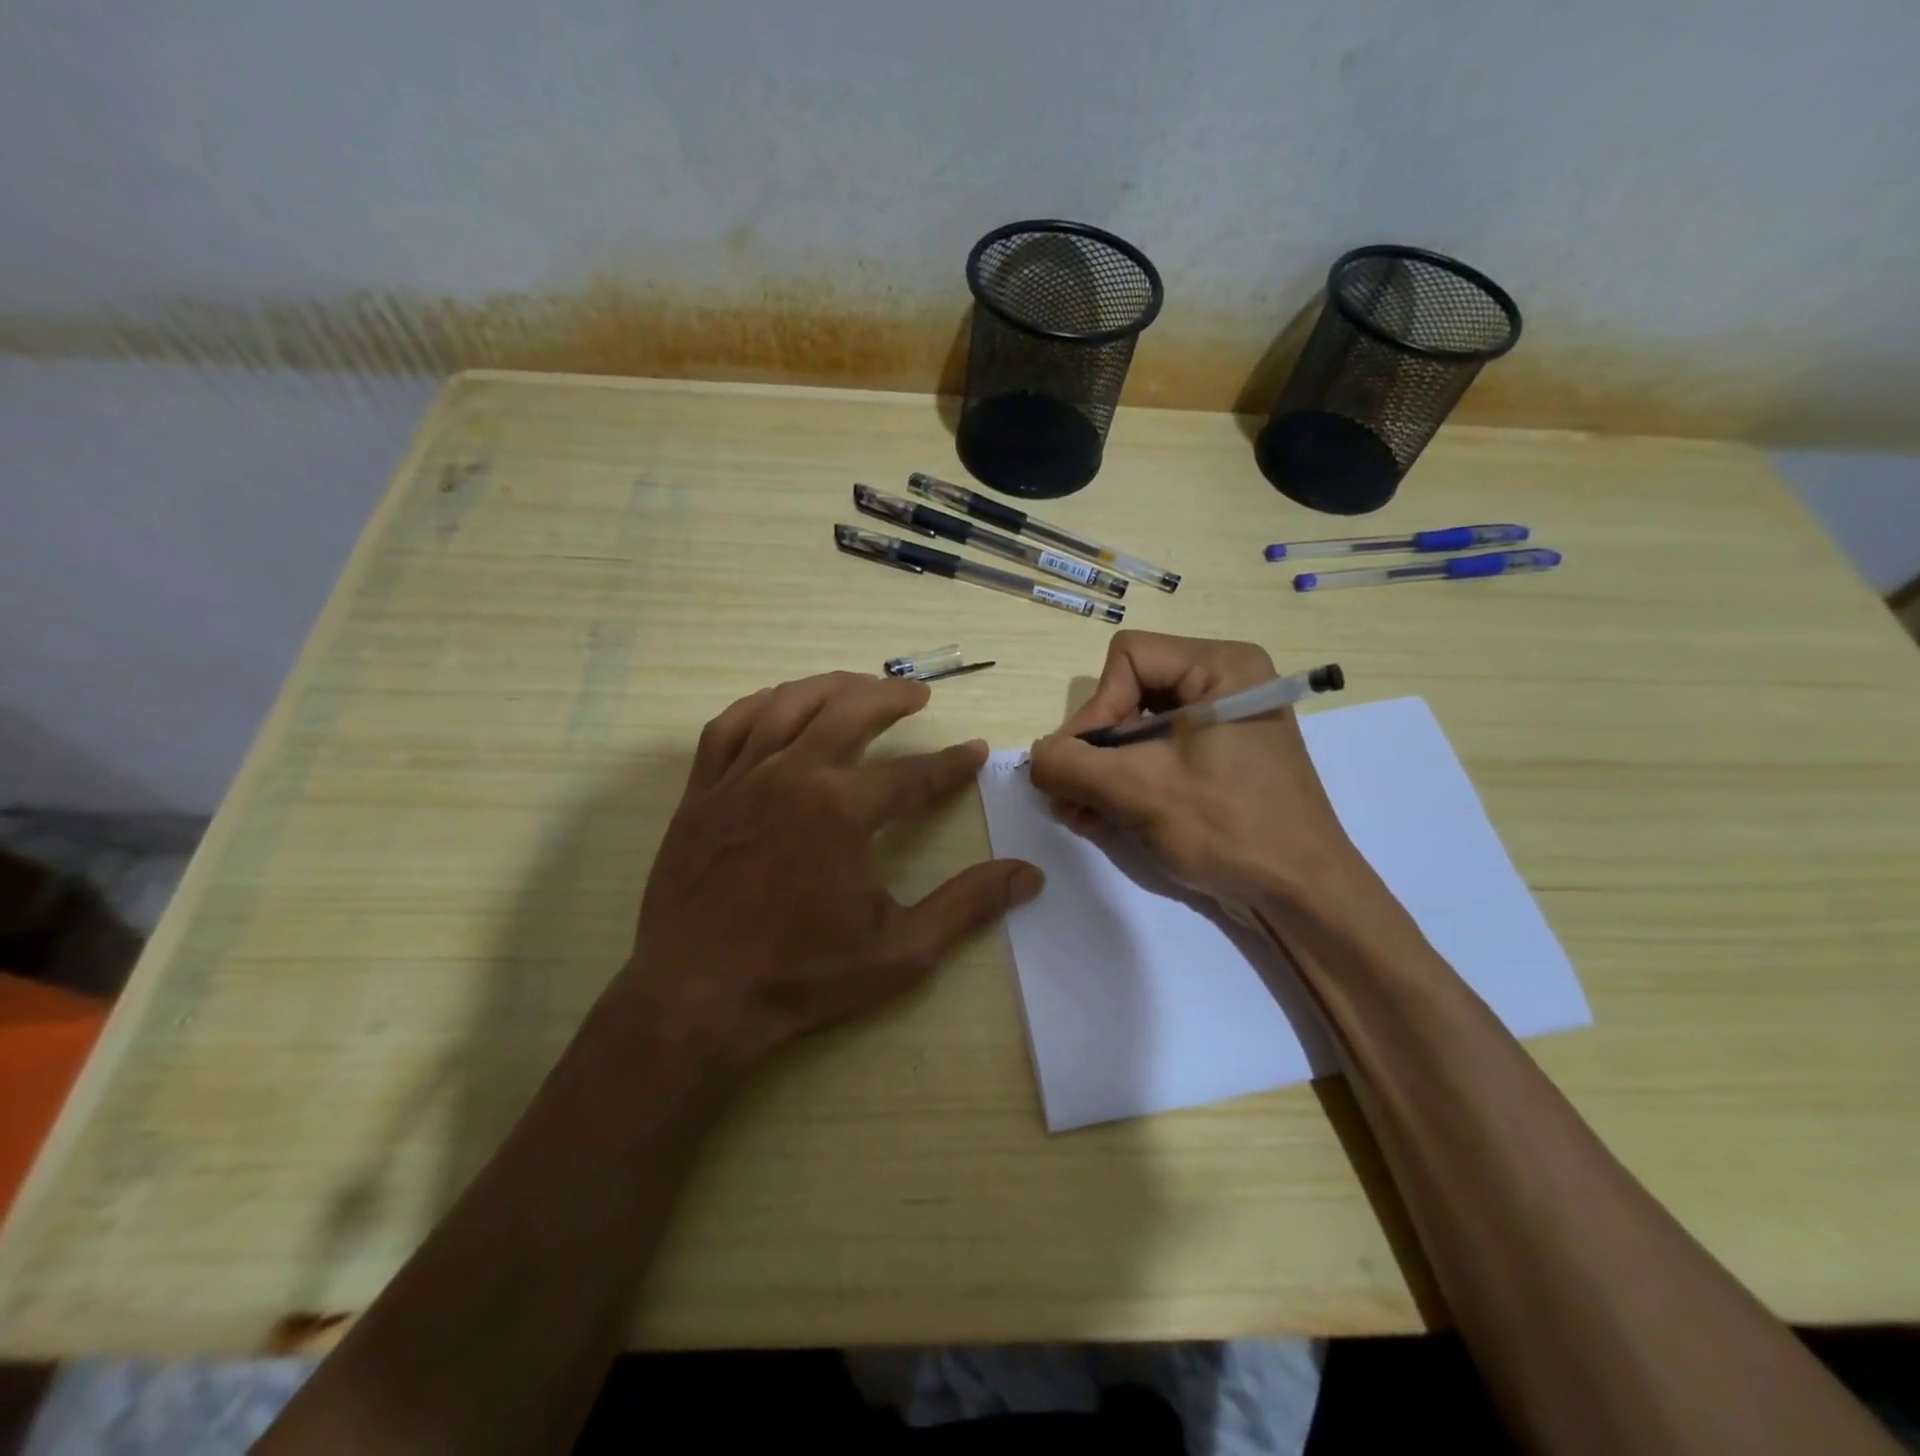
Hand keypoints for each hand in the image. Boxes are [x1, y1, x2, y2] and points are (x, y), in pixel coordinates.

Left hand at [618, 672, 1041, 1076]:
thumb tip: (1030, 874)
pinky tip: (778, 704)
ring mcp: (740, 778)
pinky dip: (760, 705)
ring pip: (789, 704)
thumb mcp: (900, 952)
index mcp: (843, 811)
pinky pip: (729, 726)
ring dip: (831, 687)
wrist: (694, 999)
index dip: (952, 763)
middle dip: (891, 698)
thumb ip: (967, 906)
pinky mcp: (702, 792)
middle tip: (918, 695)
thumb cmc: (801, 978)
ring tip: (858, 686)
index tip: (976, 750)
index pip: (914, 774)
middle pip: (850, 713)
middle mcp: (793, 776)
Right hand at [1029, 631, 1372, 912]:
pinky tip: (1099, 818)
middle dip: (1093, 750)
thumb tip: (1036, 757)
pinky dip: (1124, 782)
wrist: (1302, 895)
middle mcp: (1223, 683)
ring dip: (1101, 771)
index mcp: (1221, 667)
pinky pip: (1156, 755)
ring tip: (1077, 813)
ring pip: (1136, 729)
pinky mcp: (1217, 759)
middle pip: (1129, 694)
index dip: (1095, 708)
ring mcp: (1222, 724)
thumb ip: (1072, 765)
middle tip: (1066, 795)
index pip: (1128, 659)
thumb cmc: (1229, 828)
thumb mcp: (1139, 791)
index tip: (1081, 764)